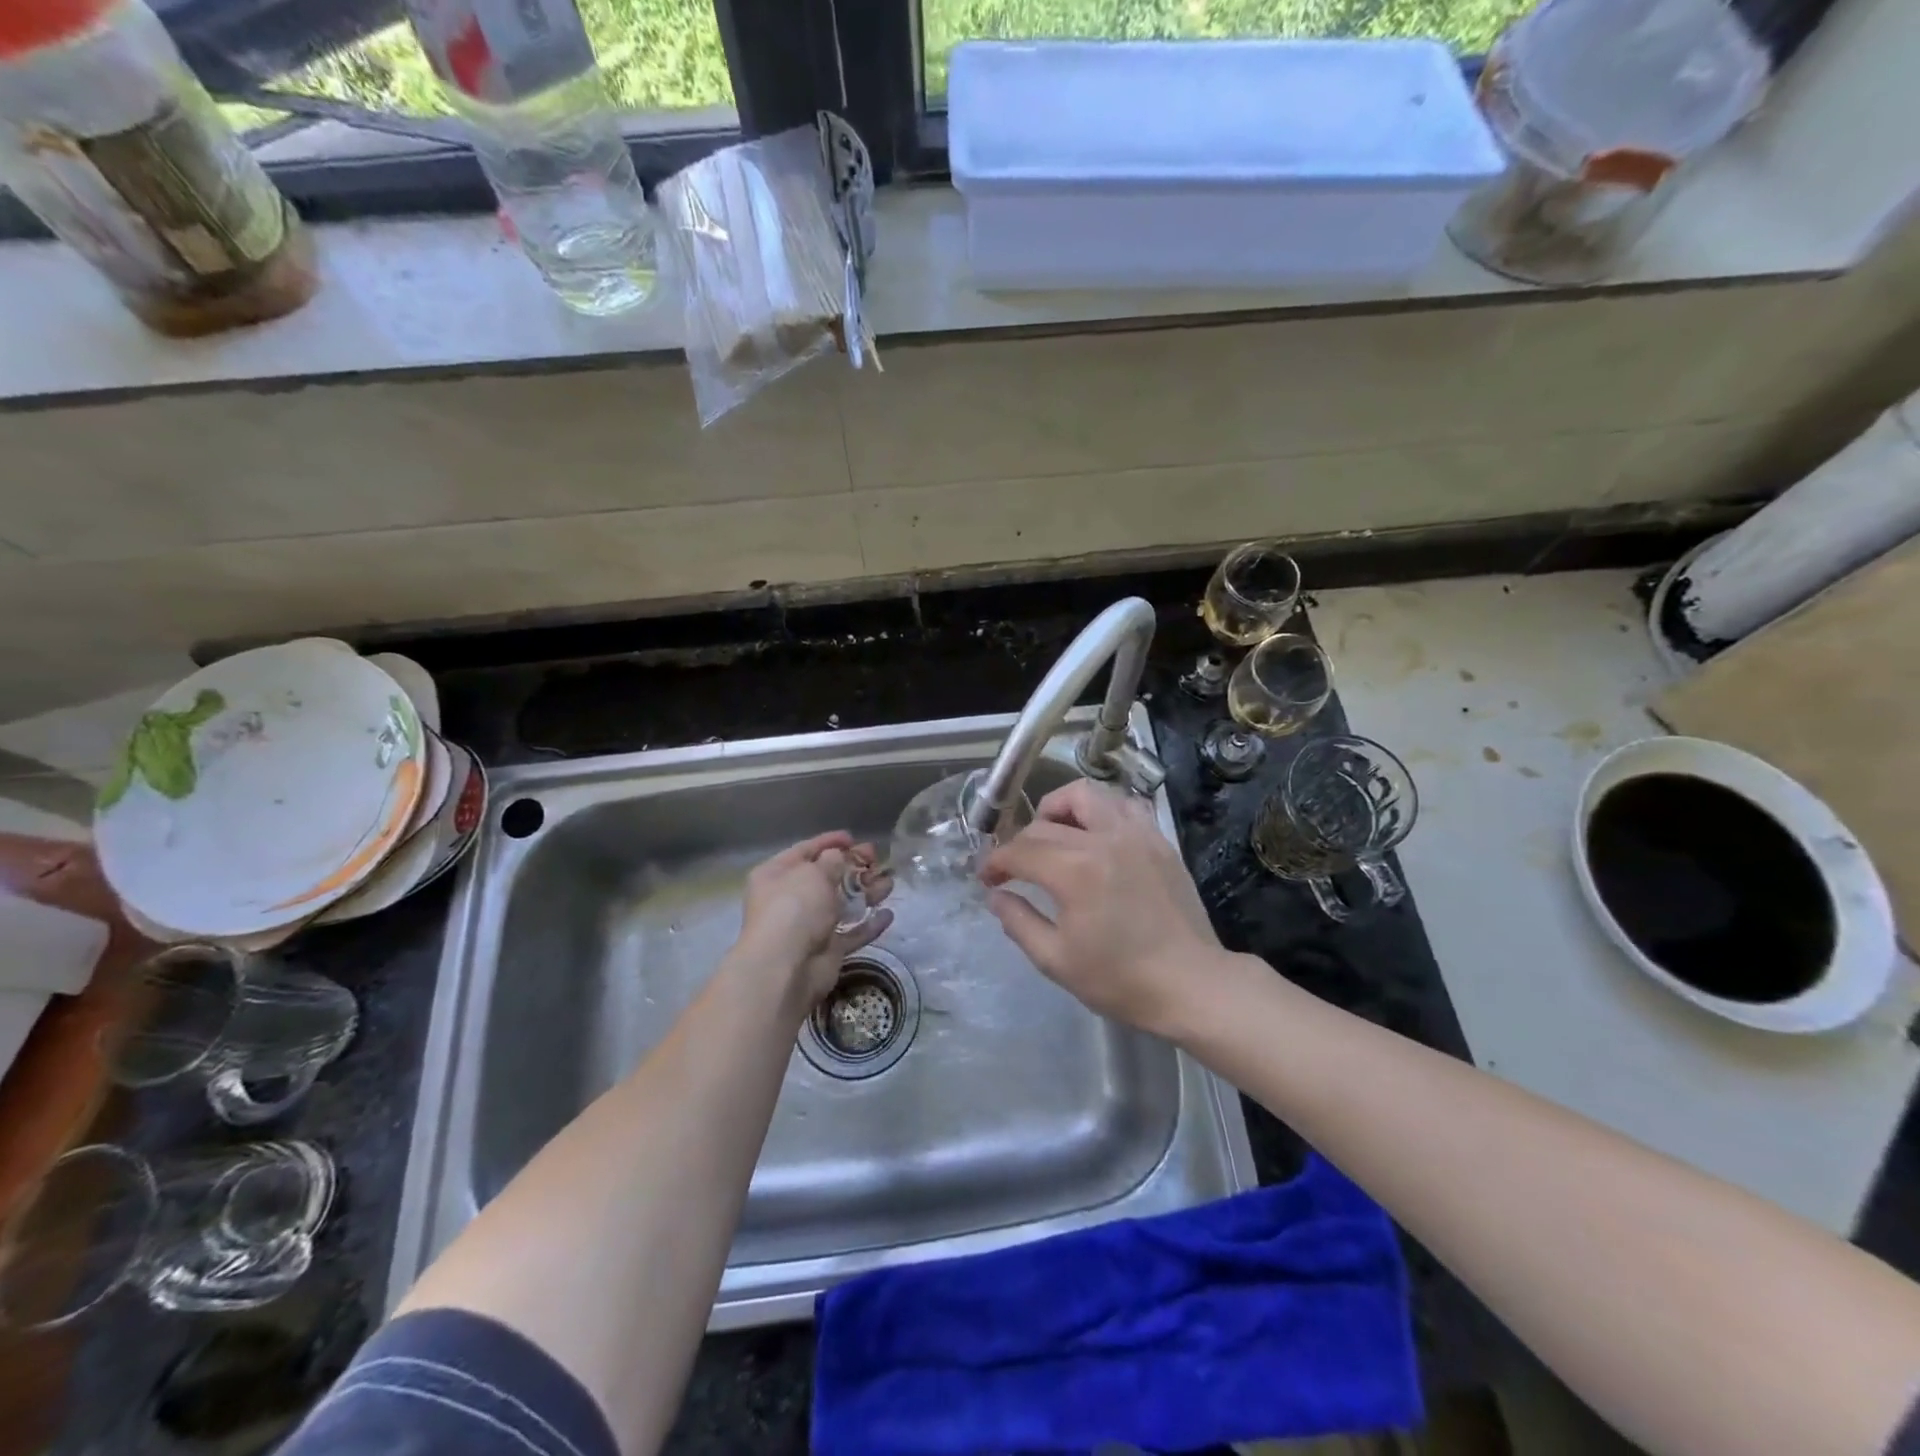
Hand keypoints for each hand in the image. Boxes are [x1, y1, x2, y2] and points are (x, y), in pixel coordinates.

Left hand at [733, 832, 892, 1015]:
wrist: (786, 967)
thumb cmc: (794, 908)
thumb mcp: (813, 873)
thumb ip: (831, 861)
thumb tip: (837, 857)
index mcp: (776, 875)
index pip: (805, 851)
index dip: (829, 842)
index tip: (853, 838)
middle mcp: (789, 899)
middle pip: (826, 877)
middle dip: (853, 867)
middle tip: (876, 858)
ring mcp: (808, 926)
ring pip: (842, 905)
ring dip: (866, 893)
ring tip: (889, 883)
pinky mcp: (826, 950)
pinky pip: (851, 933)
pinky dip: (869, 924)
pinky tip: (888, 915)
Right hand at [980, 780, 1221, 1036]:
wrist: (1191, 984)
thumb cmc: (1120, 979)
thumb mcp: (1056, 960)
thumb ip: (1019, 922)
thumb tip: (996, 896)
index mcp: (1075, 871)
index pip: (1020, 850)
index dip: (996, 862)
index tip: (986, 879)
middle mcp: (1103, 839)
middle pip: (1046, 823)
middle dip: (1020, 842)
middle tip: (1014, 868)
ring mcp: (1136, 834)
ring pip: (1087, 795)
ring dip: (1059, 809)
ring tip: (1053, 835)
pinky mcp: (1158, 840)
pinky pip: (1123, 805)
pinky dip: (1101, 810)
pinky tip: (1095, 835)